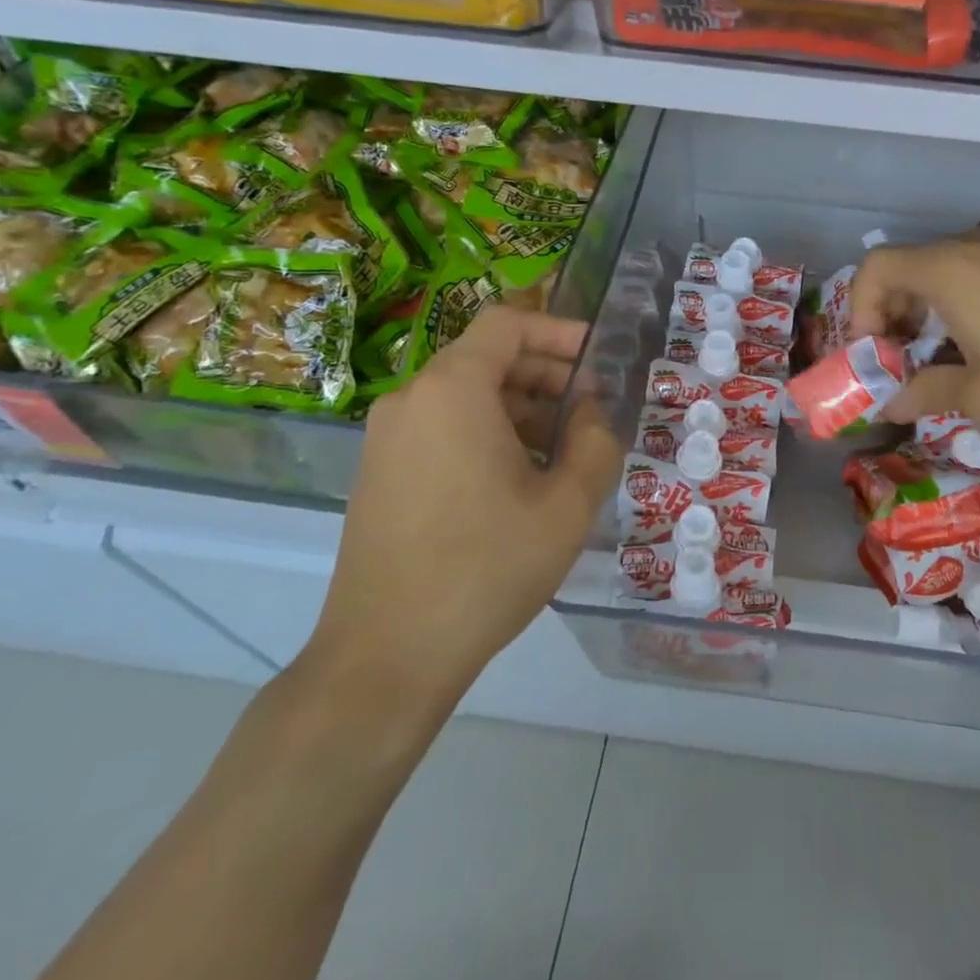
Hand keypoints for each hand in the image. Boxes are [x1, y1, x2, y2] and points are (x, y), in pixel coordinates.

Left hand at [300, 307, 622, 725]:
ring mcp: (388, 437)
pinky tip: (522, 476)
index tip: (599, 357)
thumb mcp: (568, 504)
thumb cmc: (486, 568)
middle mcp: (412, 399)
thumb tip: (592, 412)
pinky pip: (443, 426)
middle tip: (593, 407)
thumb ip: (596, 441)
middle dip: (547, 372)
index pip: (507, 323)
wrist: (386, 657)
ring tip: (566, 447)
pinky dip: (488, 430)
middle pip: (487, 356)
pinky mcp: (380, 471)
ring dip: (522, 405)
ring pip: (466, 394)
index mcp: (453, 390)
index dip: (559, 330)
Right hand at [849, 236, 979, 432]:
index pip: (875, 268)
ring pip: (944, 271)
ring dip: (927, 310)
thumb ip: (927, 394)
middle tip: (900, 359)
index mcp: (946, 272)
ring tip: (942, 356)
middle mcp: (971, 250)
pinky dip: (962, 303)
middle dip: (891, 314)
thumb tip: (892, 405)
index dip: (859, 308)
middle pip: (907, 268)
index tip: (874, 353)